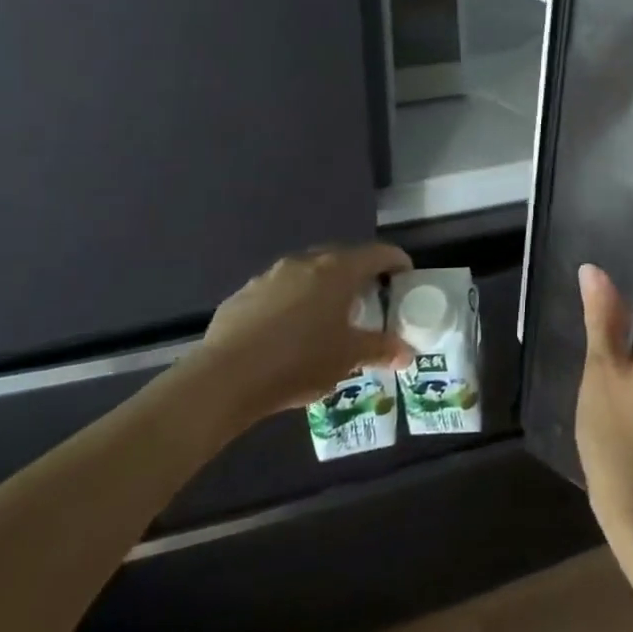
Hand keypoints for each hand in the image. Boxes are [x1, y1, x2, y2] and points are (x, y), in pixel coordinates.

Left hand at [185, 242, 414, 426]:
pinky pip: (278, 291)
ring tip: (326, 316)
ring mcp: (270, 276)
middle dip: (358, 274)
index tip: (405, 274)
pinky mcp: (243, 294)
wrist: (225, 377)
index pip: (377, 254)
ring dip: (322, 287)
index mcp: (338, 271)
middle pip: (341, 258)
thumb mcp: (348, 358)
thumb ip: (381, 349)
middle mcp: (306, 263)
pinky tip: (288, 331)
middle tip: (368, 298)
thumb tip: (407, 352)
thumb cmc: (300, 360)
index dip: (396, 261)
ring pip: (307, 273)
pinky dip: (291, 302)